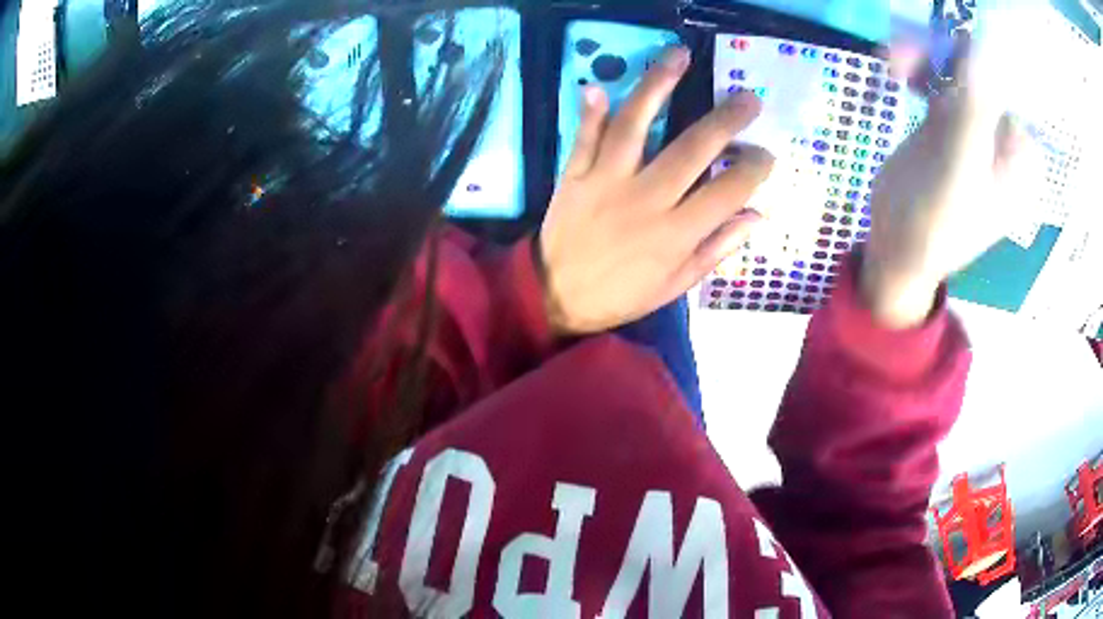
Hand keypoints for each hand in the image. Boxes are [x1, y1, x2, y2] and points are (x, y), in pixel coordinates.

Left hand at [539, 48, 773, 334]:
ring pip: (635, 125)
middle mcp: (646, 199)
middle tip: (748, 97)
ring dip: (658, 86)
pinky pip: (583, 137)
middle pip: (692, 149)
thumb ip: (717, 248)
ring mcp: (606, 181)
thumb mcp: (676, 284)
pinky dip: (590, 112)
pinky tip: (599, 85)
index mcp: (677, 232)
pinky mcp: (574, 174)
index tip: (767, 153)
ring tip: (680, 55)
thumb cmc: (623, 294)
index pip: (728, 190)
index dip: (754, 168)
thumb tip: (756, 214)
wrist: (556, 297)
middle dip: (726, 119)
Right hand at [862, 38, 1022, 327]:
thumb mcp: (961, 170)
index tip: (949, 45)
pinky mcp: (949, 120)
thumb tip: (979, 49)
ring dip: (927, 57)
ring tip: (897, 60)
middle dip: (948, 55)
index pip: (1009, 88)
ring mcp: (976, 126)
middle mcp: (1004, 136)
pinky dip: (919, 67)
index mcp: (1020, 157)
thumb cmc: (937, 223)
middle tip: (910, 51)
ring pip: (957, 70)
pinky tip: (899, 71)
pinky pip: (939, 78)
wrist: (899, 245)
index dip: (981, 60)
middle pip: (981, 73)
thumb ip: (974, 110)